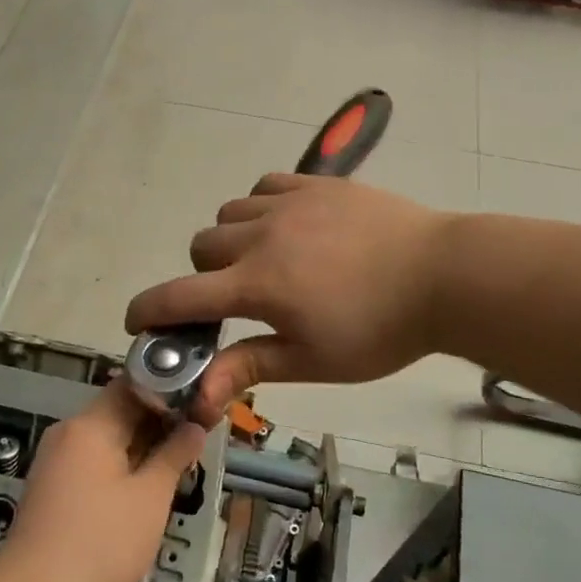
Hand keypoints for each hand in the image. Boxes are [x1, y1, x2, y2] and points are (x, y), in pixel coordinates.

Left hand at [0, 381, 204, 581]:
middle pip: (119, 409)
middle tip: (197, 436)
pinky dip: (120, 464)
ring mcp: (55, 460)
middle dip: (159, 420)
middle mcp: (68, 432)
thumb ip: (174, 455)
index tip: (200, 404)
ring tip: (178, 462)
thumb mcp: (150, 499)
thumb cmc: (101, 545)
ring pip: (107, 437)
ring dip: (142, 444)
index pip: (133, 383)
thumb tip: (194, 426)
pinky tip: (143, 487)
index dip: (169, 388)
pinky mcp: (51, 486)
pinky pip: (92, 460)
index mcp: (91, 425)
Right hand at [124, 173, 453, 424]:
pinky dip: (260, 208)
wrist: (442, 276)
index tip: (137, 323)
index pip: (179, 296)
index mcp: (256, 285)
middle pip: (200, 247)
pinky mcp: (316, 184)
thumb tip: (197, 397)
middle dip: (203, 276)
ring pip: (229, 214)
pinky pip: (264, 187)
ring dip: (231, 240)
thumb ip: (249, 367)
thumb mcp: (313, 360)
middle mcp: (261, 237)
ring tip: (265, 260)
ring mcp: (289, 204)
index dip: (147, 311)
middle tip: (237, 298)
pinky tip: (287, 226)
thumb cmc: (379, 330)